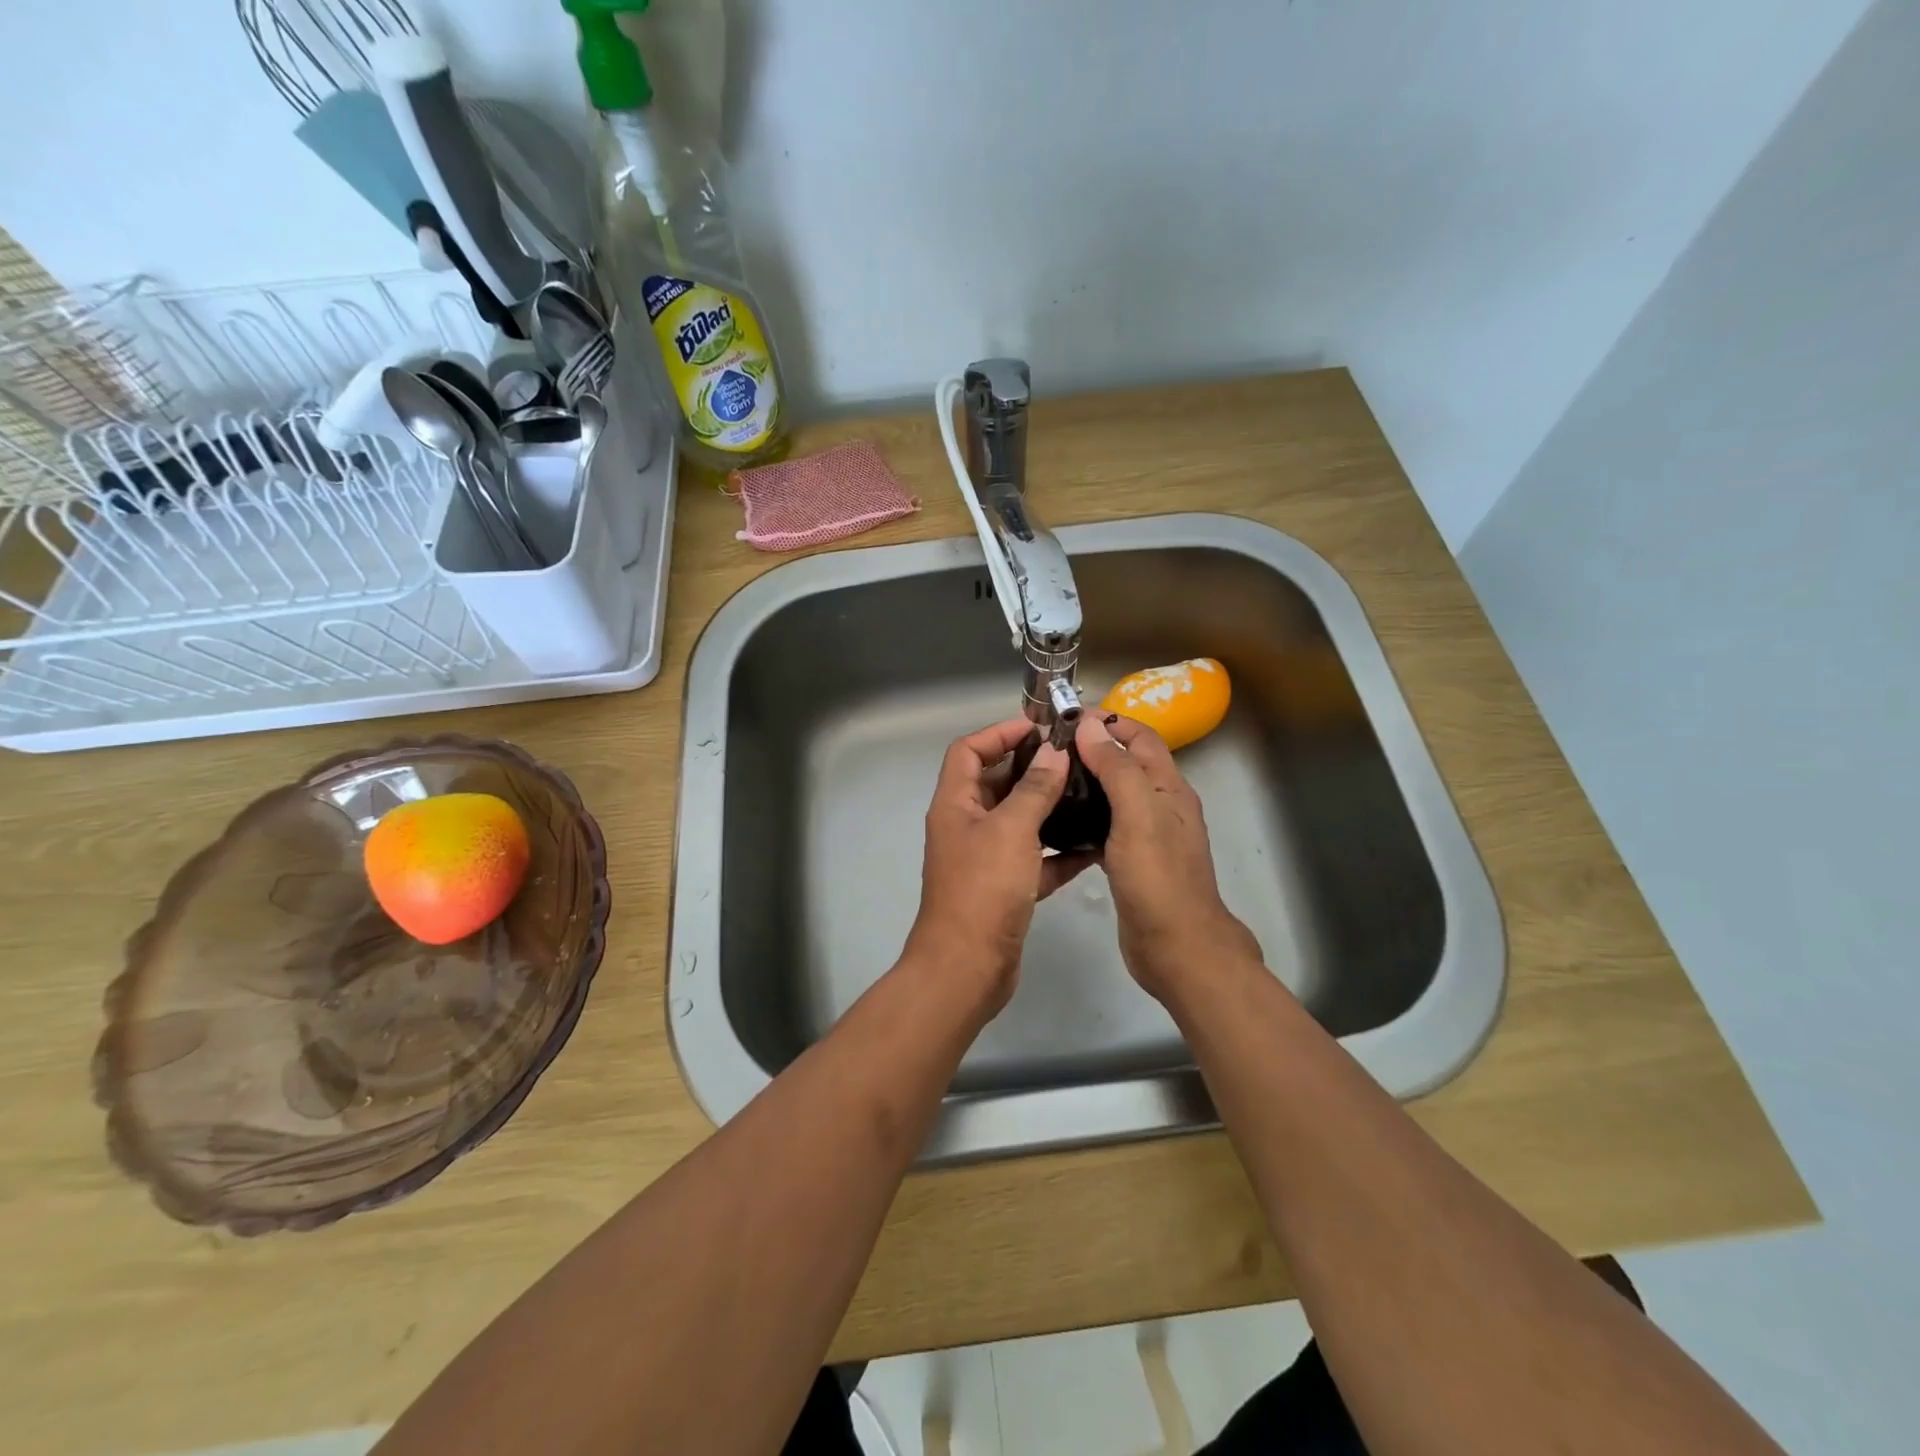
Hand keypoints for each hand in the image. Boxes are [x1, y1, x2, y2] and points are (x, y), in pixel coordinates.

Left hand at [905, 719, 1094, 1011]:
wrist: (967, 969)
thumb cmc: (983, 890)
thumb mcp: (1011, 831)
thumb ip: (1034, 789)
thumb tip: (1053, 752)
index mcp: (955, 804)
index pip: (968, 751)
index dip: (999, 733)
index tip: (1039, 728)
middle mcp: (966, 826)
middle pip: (995, 783)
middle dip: (1030, 767)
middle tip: (1073, 758)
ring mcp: (985, 859)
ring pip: (1017, 821)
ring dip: (1047, 807)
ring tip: (1087, 793)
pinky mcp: (1005, 889)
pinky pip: (1033, 859)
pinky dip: (1057, 852)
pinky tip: (1091, 846)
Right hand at [1074, 714, 1260, 1000]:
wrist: (1176, 949)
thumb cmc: (1158, 879)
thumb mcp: (1139, 815)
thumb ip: (1116, 769)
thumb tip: (1089, 726)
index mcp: (1170, 788)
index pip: (1140, 737)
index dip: (1108, 721)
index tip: (1066, 717)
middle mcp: (1161, 806)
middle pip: (1127, 763)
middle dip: (1092, 748)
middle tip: (1047, 748)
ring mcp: (1147, 835)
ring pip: (1114, 795)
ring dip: (1087, 781)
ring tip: (1048, 778)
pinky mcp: (1131, 861)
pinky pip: (1106, 826)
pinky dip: (1085, 816)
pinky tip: (1058, 822)